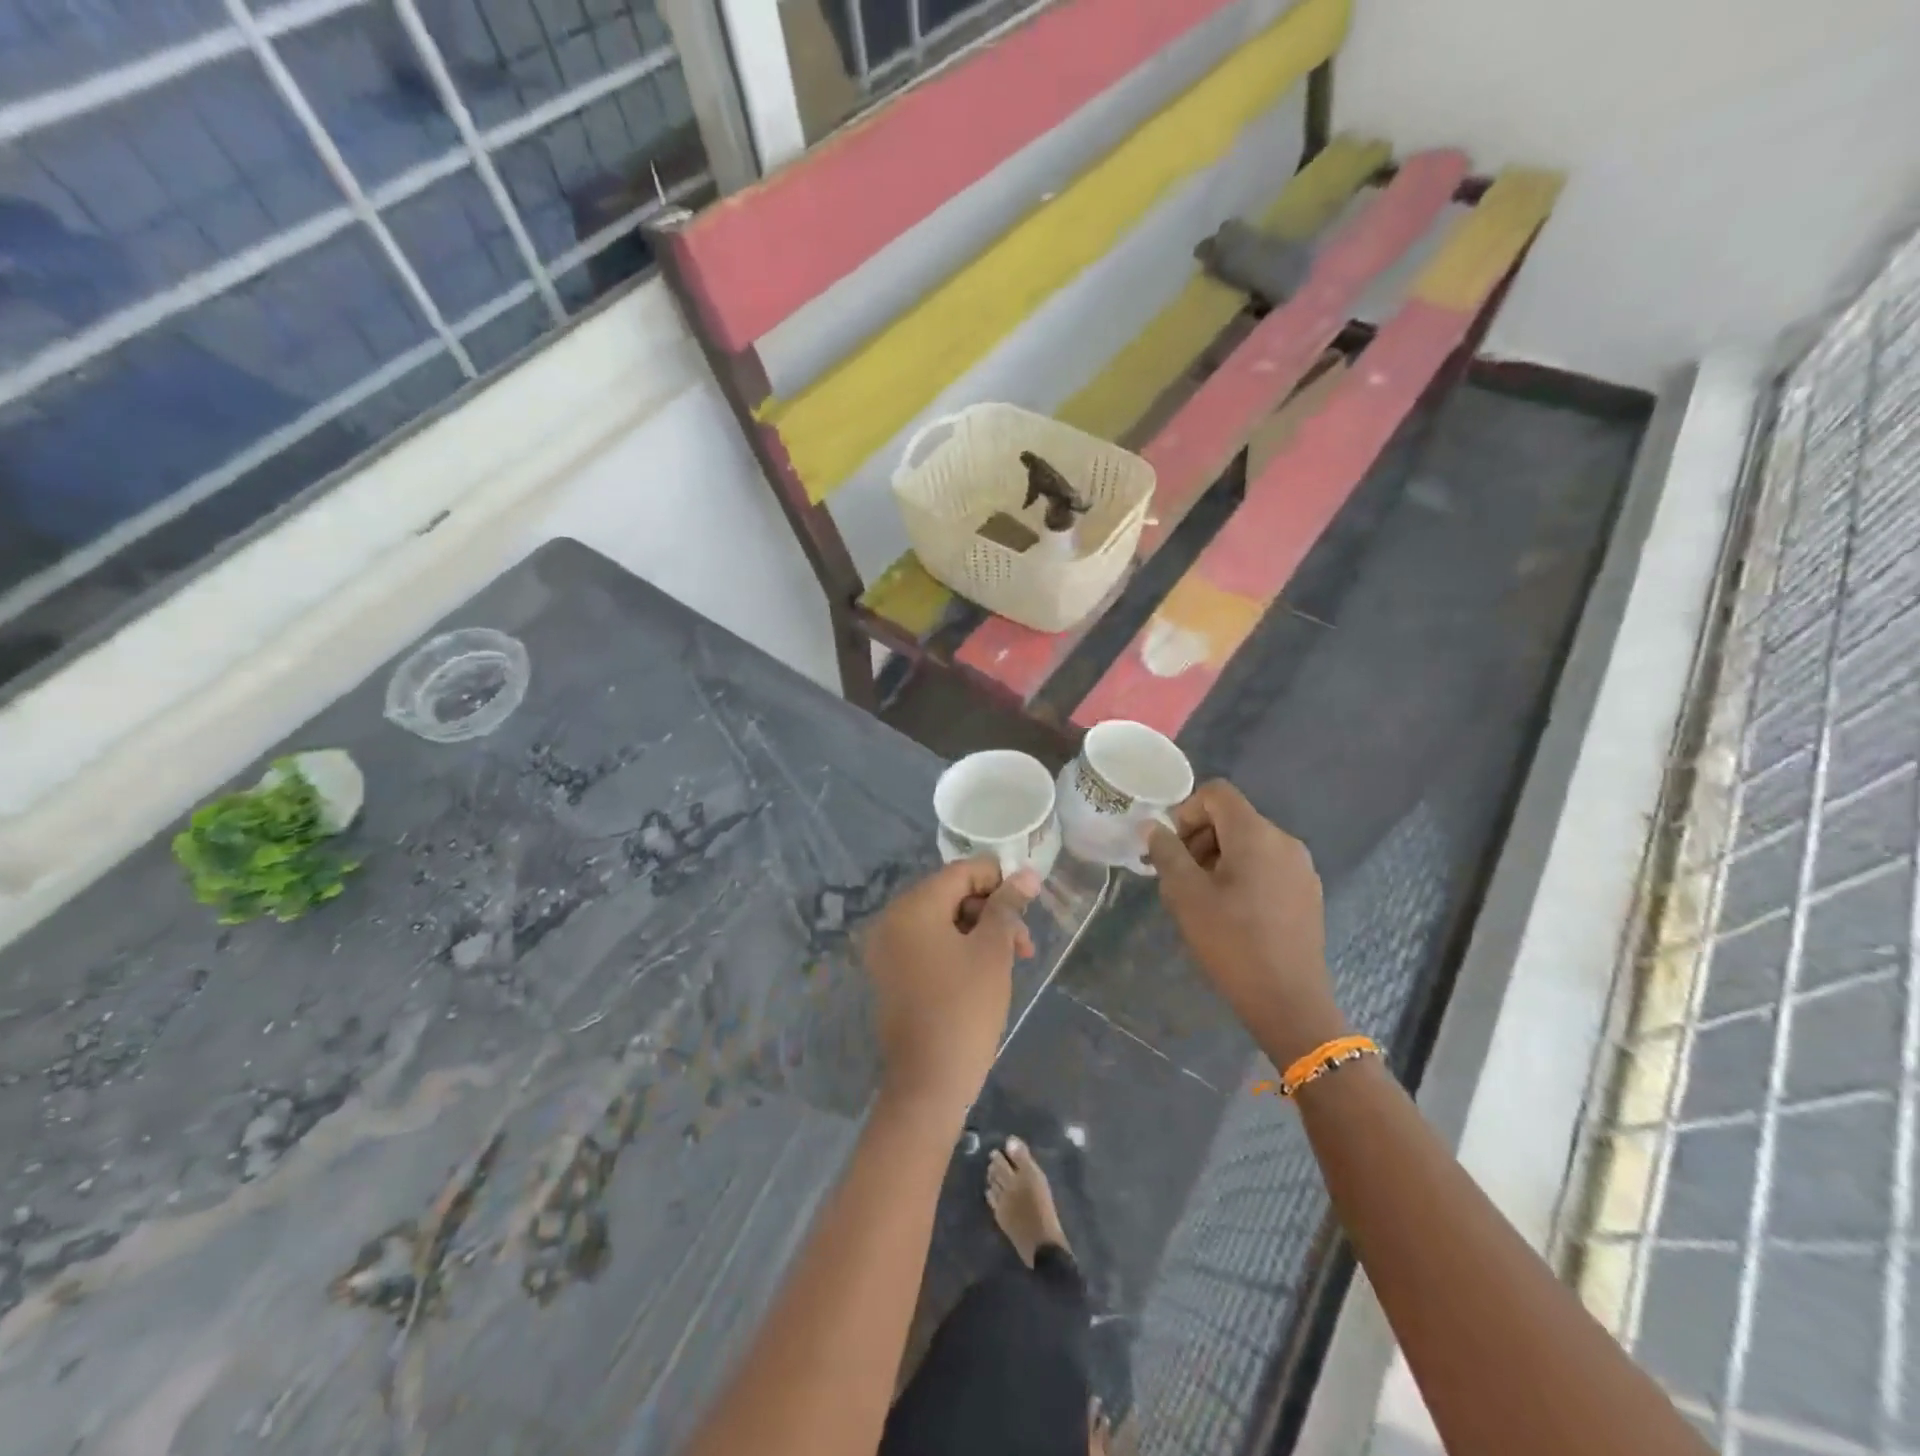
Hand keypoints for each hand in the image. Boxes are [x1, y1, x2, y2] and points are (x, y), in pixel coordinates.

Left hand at [863, 859, 1039, 1114]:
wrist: (928, 1083)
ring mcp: (888, 949)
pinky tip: (987, 971)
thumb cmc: (965, 1009)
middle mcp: (892, 920)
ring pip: (942, 922)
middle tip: (1025, 942)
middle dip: (992, 912)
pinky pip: (928, 945)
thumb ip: (1007, 907)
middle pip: (950, 895)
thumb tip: (1026, 874)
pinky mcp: (891, 974)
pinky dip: (958, 949)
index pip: (961, 872)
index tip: (1029, 901)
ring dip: (980, 932)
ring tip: (1014, 959)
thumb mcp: (993, 951)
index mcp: (913, 907)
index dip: (998, 879)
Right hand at [1145, 781, 1346, 1064]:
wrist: (1289, 1001)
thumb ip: (1167, 853)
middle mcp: (1284, 841)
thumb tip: (1153, 828)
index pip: (1217, 793)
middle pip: (1233, 818)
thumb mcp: (1186, 895)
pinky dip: (1243, 874)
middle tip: (1180, 877)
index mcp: (1256, 834)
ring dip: (1219, 858)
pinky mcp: (1307, 893)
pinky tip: (1233, 913)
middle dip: (1200, 838)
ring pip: (1250, 843)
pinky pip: (1268, 865)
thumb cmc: (1232, 942)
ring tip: (1203, 898)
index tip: (1173, 849)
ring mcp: (1301, 868)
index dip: (1187, 811)